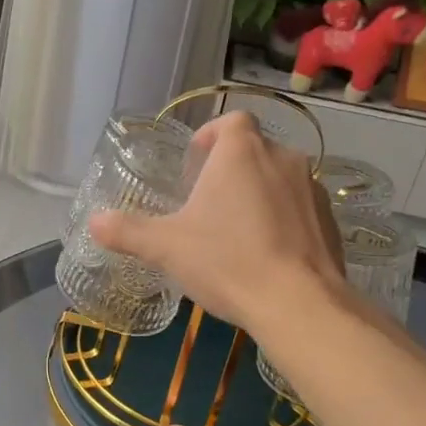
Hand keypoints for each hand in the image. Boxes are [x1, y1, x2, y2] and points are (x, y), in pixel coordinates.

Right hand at [89, 111, 344, 337]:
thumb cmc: (227, 261)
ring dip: (257, 195)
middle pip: (253, 151)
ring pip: (278, 180)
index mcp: (242, 152)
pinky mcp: (330, 221)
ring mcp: (312, 189)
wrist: (299, 304)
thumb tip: (94, 222)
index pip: (232, 121)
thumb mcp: (166, 247)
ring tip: (236, 232)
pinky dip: (282, 220)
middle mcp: (283, 159)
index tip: (196, 162)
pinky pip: (299, 209)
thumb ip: (127, 231)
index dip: (212, 135)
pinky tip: (266, 255)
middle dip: (230, 171)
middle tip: (207, 204)